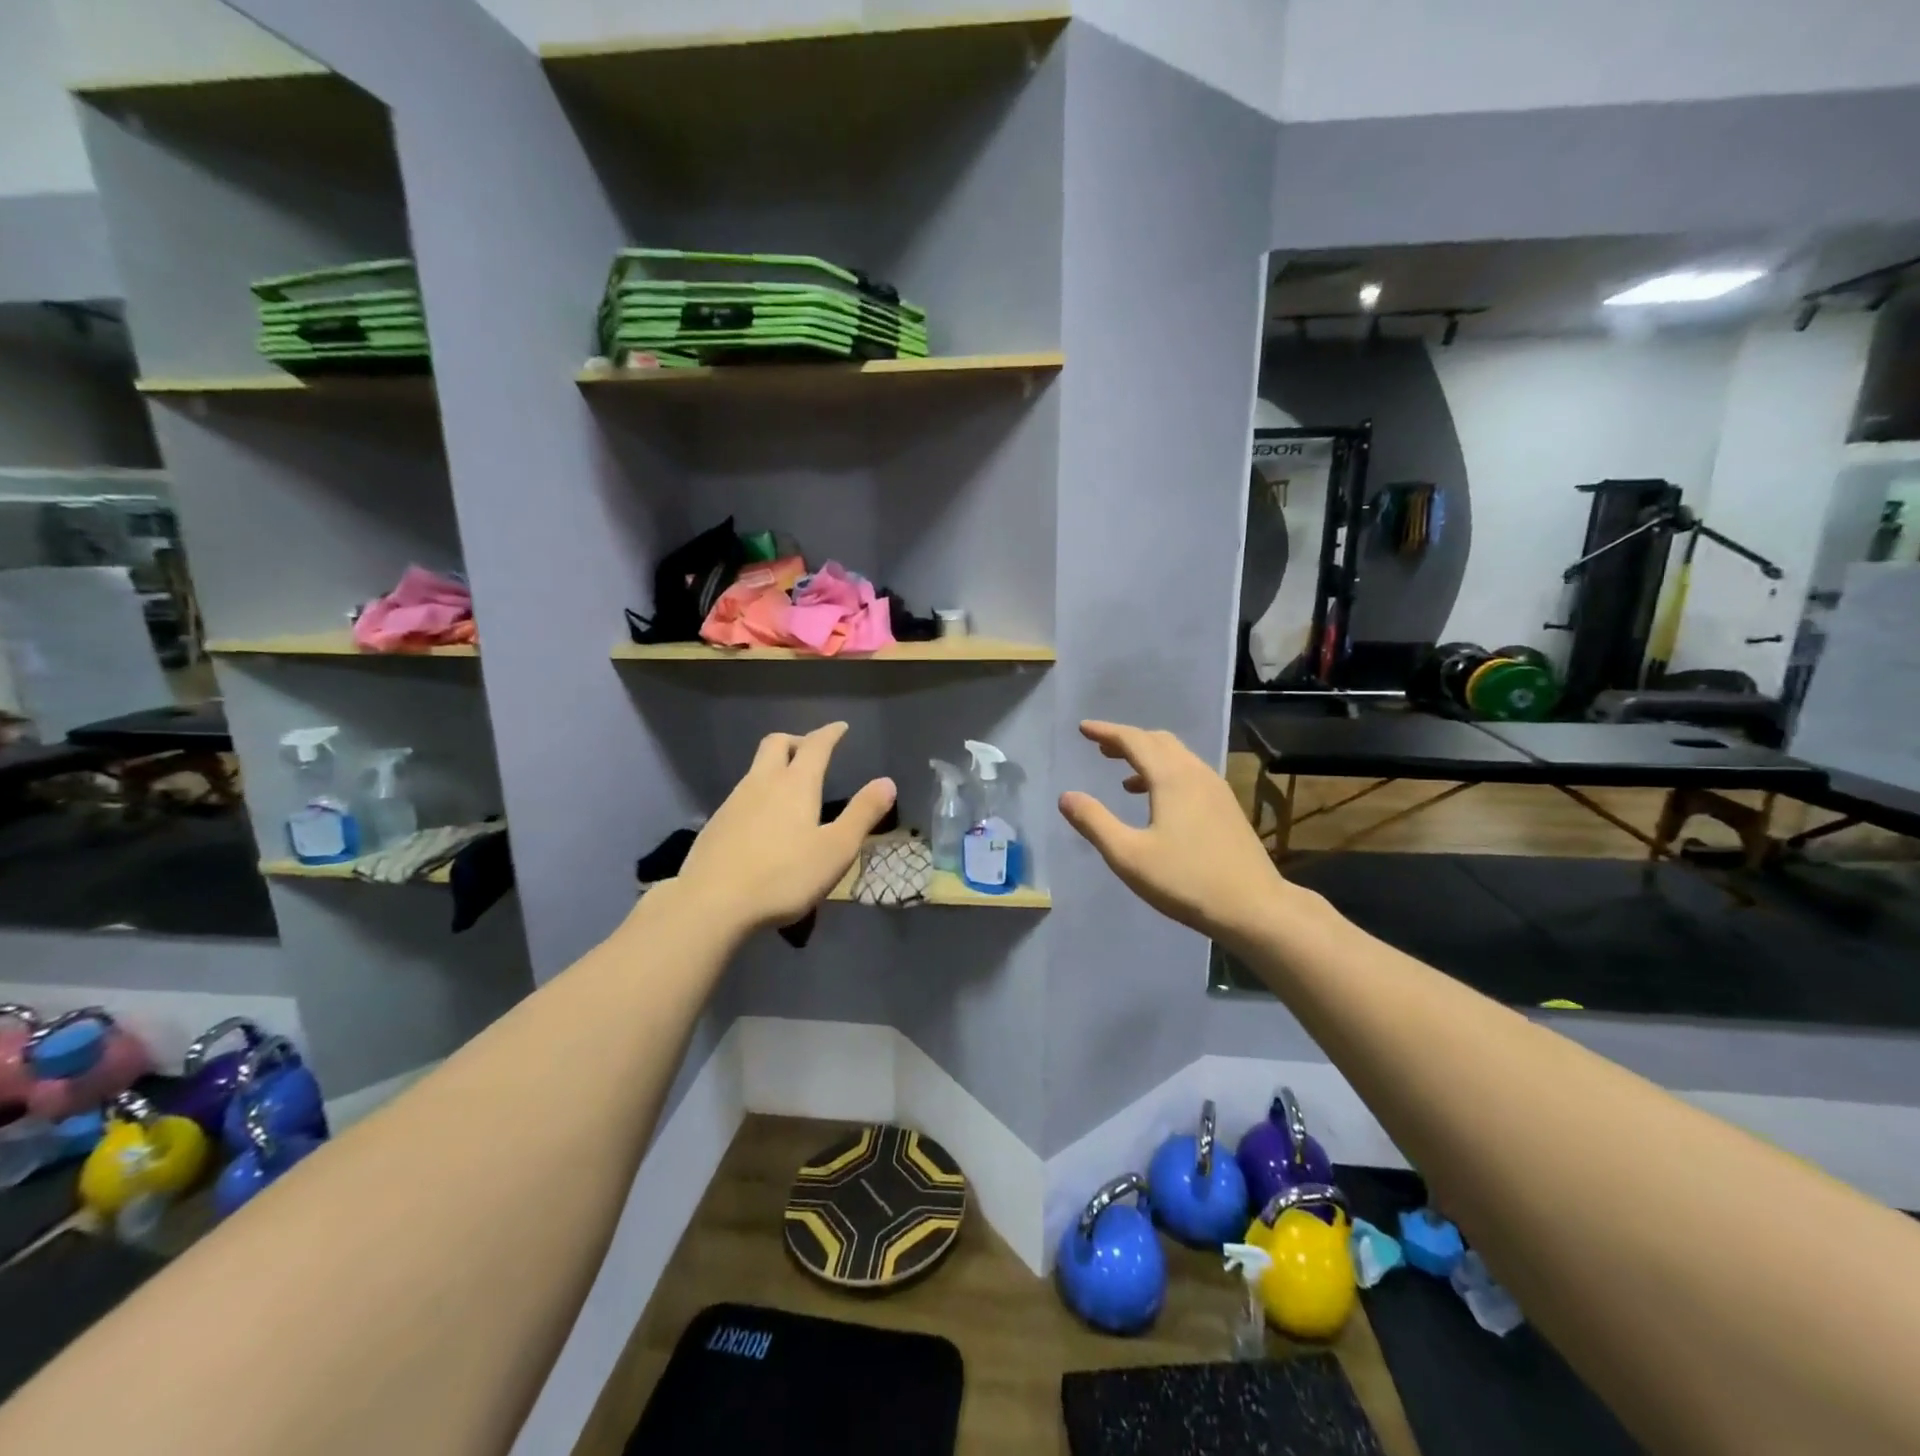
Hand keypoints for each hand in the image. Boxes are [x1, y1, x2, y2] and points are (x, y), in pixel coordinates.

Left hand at [676, 722, 896, 934]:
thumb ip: (862, 814)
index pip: (815, 746)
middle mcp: (761, 783)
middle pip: (776, 744)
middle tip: (812, 752)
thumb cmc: (783, 876)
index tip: (840, 728)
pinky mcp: (715, 825)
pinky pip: (741, 796)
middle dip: (796, 741)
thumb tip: (887, 782)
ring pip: (755, 769)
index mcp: (795, 784)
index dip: (830, 733)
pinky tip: (763, 823)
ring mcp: (733, 803)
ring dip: (775, 768)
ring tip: (790, 790)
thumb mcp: (836, 850)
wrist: (710, 903)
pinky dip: (758, 796)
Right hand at [1058, 720, 1293, 946]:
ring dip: (1147, 756)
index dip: (1106, 732)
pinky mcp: (1226, 807)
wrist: (1254, 907)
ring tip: (1123, 774)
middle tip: (1100, 748)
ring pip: (1177, 756)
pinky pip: (1189, 773)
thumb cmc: (1186, 880)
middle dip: (1127, 740)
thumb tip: (1066, 797)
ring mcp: (1215, 789)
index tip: (1083, 729)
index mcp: (1171, 778)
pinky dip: (1166, 772)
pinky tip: (1157, 801)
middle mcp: (1195, 773)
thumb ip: (1095, 822)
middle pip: (1158, 741)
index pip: (1134, 740)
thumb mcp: (1129, 856)